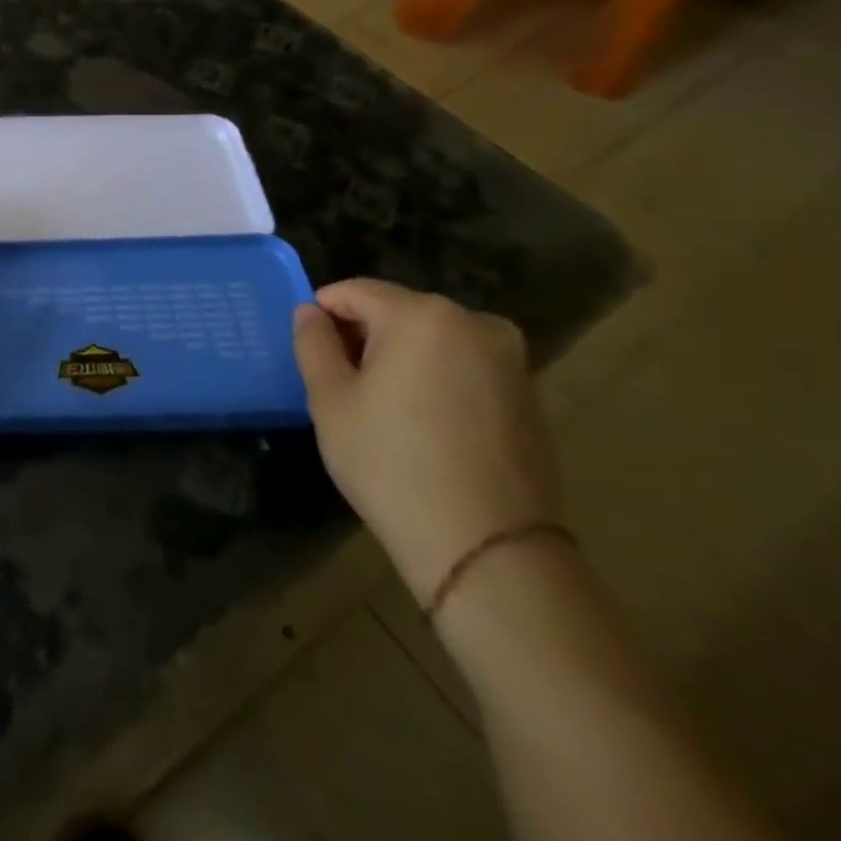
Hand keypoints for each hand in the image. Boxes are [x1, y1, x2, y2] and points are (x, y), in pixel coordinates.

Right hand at [293, 279, 561, 603]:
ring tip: (382, 408)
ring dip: (401, 358)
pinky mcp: (530, 396)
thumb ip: (313, 343)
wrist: (488, 548)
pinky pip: (464, 368)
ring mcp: (510, 360)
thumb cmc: (391, 463)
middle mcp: (474, 323)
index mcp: (422, 315)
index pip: (354, 292)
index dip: (323, 314)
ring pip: (432, 340)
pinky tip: (424, 425)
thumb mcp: (329, 399)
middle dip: (364, 336)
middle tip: (341, 382)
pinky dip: (436, 380)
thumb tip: (311, 313)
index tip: (309, 350)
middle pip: (397, 312)